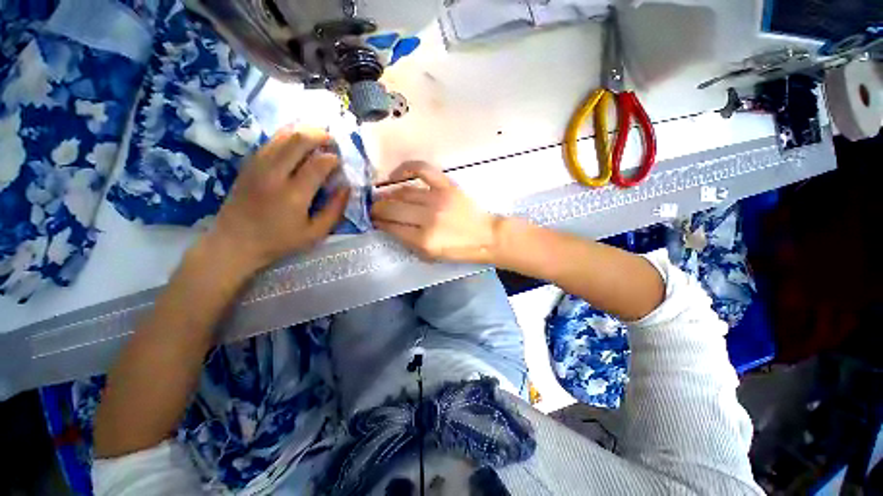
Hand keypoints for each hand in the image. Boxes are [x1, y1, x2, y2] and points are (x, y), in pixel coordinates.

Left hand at [205, 126, 348, 273]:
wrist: (234, 242)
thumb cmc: (279, 241)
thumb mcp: (315, 233)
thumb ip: (334, 210)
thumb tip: (347, 188)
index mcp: (293, 195)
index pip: (318, 164)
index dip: (333, 158)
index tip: (340, 162)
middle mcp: (274, 174)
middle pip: (298, 140)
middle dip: (319, 135)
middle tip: (332, 140)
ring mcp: (258, 166)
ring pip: (282, 135)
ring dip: (303, 131)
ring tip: (318, 136)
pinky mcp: (249, 164)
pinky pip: (270, 141)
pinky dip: (287, 136)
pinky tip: (298, 141)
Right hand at [371, 162, 500, 263]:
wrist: (486, 237)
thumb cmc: (459, 250)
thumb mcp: (431, 256)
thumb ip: (408, 243)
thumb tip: (389, 226)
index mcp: (424, 240)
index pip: (391, 227)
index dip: (379, 223)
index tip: (374, 221)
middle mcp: (428, 218)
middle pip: (392, 209)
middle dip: (377, 209)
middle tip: (373, 209)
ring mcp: (437, 199)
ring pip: (402, 192)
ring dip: (388, 194)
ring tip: (383, 196)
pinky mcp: (447, 186)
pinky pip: (422, 170)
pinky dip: (406, 168)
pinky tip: (395, 175)